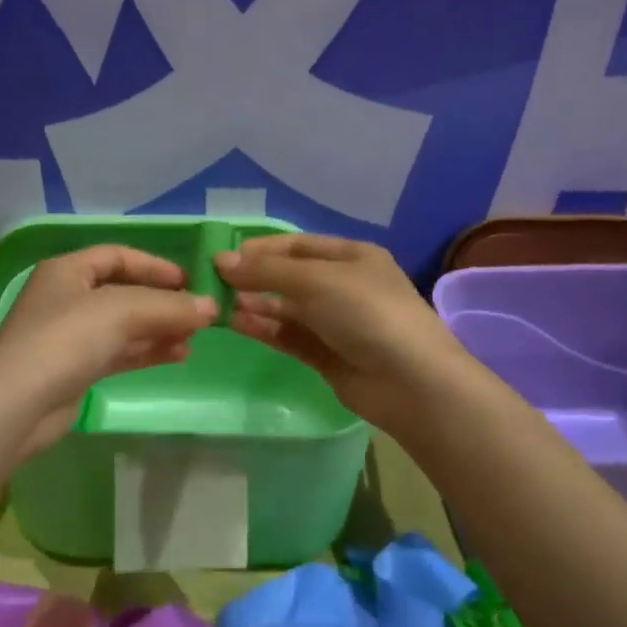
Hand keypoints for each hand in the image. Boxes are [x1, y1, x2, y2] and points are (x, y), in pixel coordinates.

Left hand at [0, 245, 216, 458]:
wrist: (16, 406)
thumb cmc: (65, 340)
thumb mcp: (120, 312)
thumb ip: (168, 306)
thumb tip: (211, 307)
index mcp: (68, 271)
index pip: (118, 256)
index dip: (155, 265)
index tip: (190, 280)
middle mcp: (67, 298)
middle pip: (124, 291)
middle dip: (163, 301)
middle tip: (199, 313)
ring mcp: (70, 335)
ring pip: (125, 325)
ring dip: (160, 328)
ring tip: (196, 338)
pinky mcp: (76, 369)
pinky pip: (120, 351)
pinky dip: (148, 351)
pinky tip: (178, 355)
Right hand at [216, 234, 470, 434]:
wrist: (412, 381)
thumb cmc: (368, 313)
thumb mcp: (317, 280)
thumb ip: (267, 271)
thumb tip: (221, 260)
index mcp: (352, 256)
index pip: (298, 245)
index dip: (261, 249)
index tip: (224, 257)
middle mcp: (344, 286)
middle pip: (291, 276)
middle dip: (255, 278)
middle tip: (214, 283)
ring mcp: (337, 323)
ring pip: (287, 308)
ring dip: (256, 304)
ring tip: (220, 304)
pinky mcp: (328, 356)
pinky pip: (290, 336)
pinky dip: (266, 328)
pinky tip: (238, 324)